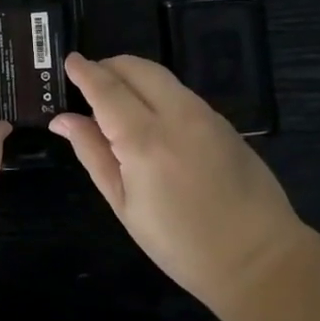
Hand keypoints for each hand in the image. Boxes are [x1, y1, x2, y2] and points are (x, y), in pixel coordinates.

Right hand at [51, 53, 313, 313]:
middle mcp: (176, 115)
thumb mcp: (124, 204)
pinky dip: (157, 91)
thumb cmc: (179, 243)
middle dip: (109, 67)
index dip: (85, 72)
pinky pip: (181, 92)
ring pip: (161, 76)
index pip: (107, 89)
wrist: (257, 259)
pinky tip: (150, 116)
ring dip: (133, 76)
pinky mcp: (223, 122)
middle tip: (89, 81)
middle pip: (136, 68)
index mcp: (144, 140)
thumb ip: (93, 153)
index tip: (69, 61)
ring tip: (116, 98)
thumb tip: (62, 119)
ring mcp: (205, 115)